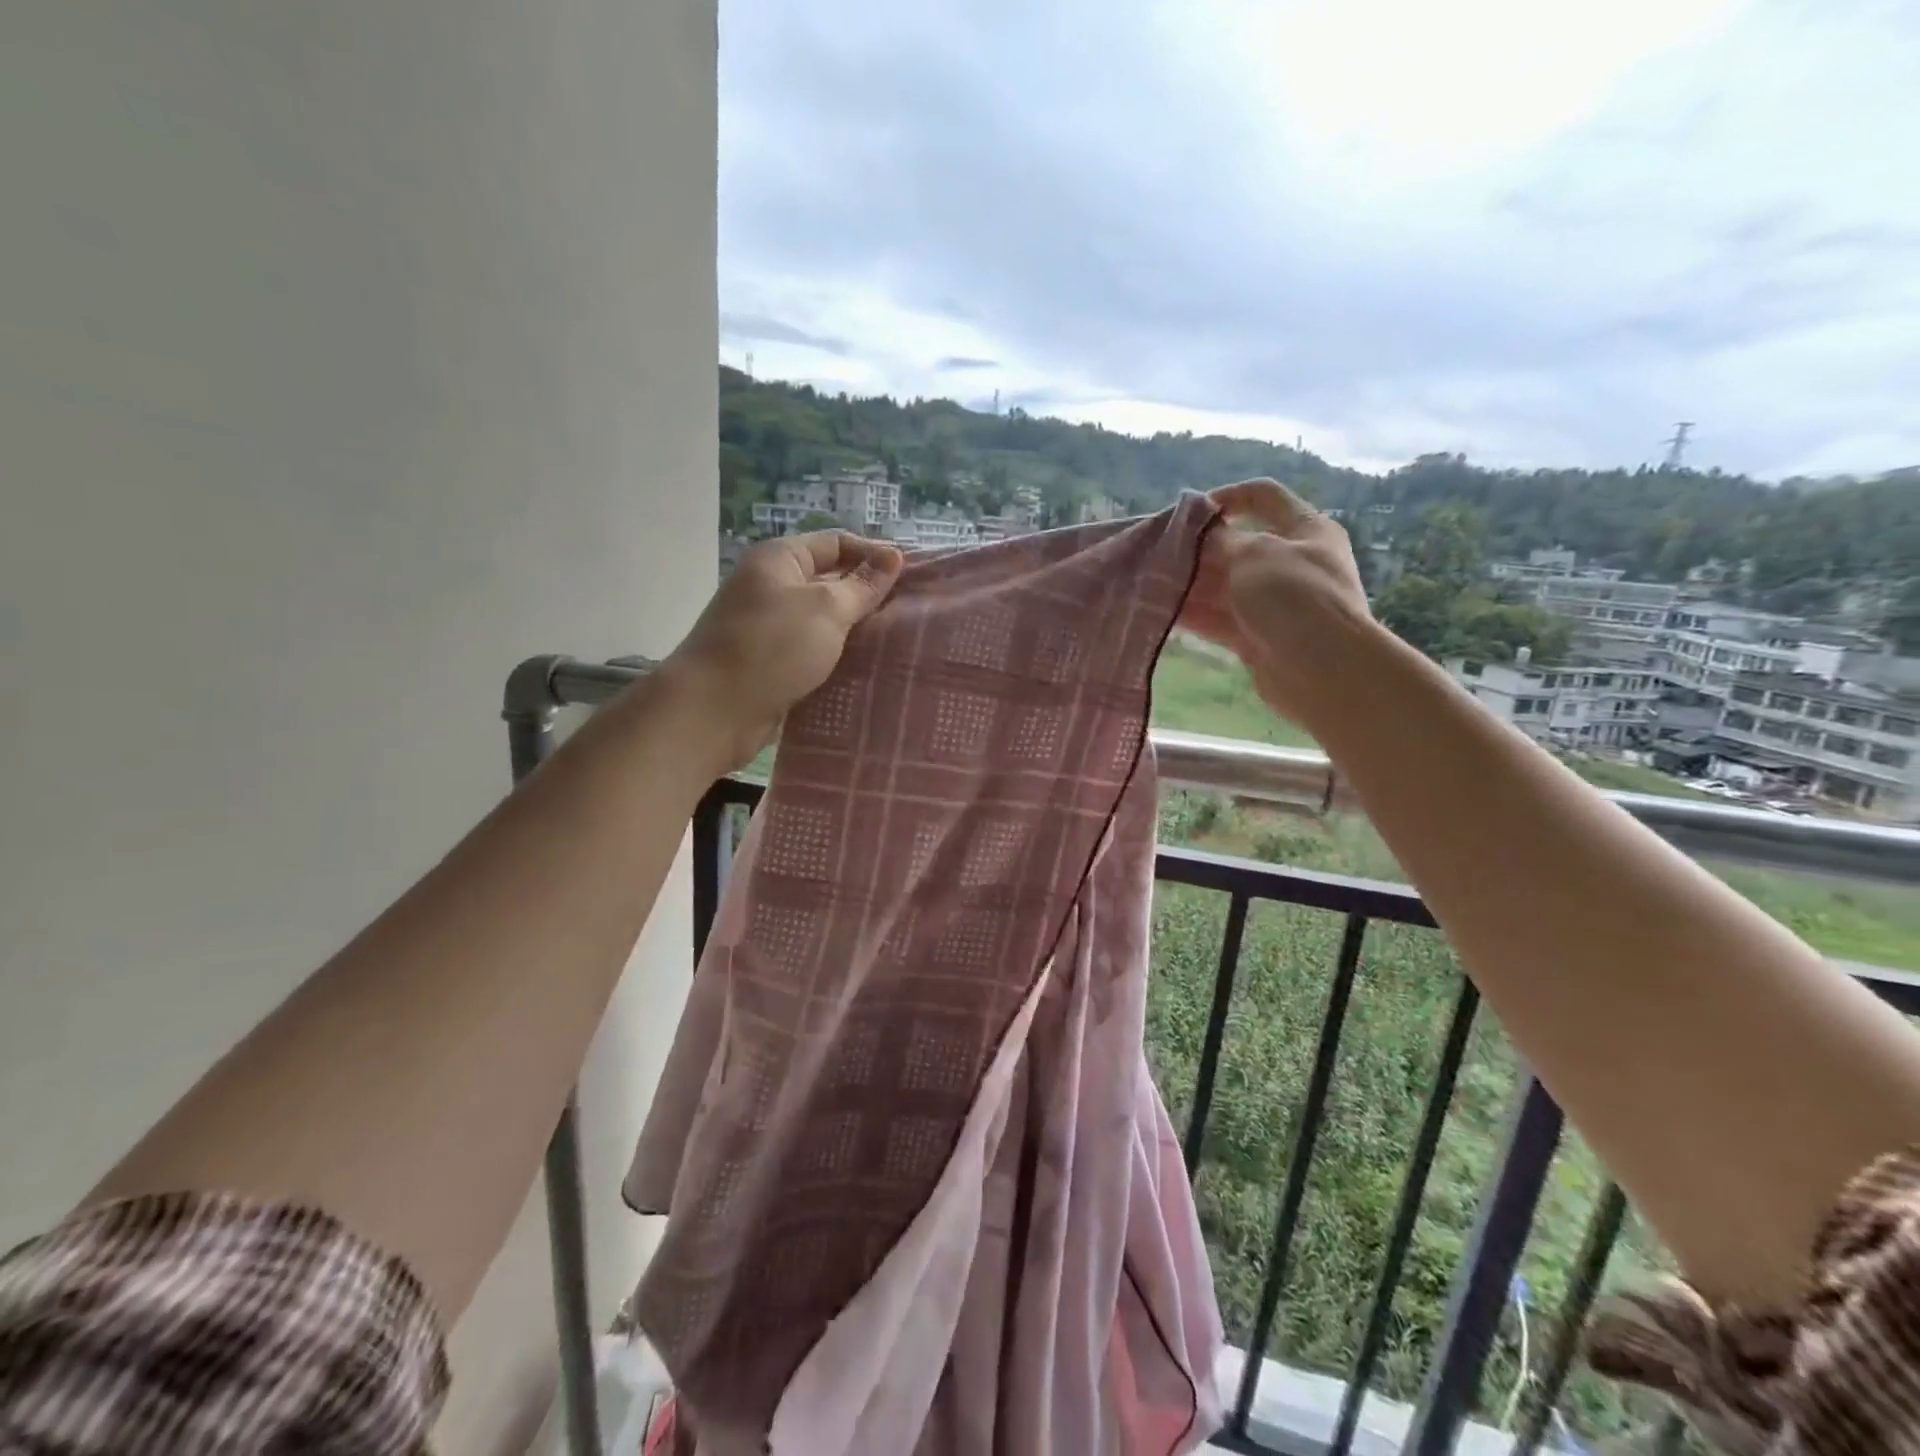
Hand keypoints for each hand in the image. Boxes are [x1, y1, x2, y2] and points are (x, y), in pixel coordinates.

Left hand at [662, 531, 903, 771]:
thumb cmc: (772, 647)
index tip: (912, 578)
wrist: (712, 710)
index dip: (873, 555)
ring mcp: (768, 628)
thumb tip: (893, 557)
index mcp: (779, 560)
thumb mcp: (826, 609)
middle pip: (830, 582)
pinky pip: (812, 653)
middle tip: (910, 614)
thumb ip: (862, 585)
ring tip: (897, 643)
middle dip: (867, 596)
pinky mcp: (770, 664)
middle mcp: (771, 587)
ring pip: (823, 622)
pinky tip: (867, 670)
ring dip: (855, 632)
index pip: (836, 543)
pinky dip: (837, 659)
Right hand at [1180, 479, 1379, 731]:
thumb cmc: (1294, 596)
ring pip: (1223, 586)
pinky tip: (1162, 612)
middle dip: (1197, 549)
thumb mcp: (1254, 554)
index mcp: (1304, 529)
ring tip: (1149, 583)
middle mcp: (1291, 562)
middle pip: (1236, 546)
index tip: (1188, 511)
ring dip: (1189, 584)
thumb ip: (1221, 541)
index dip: (1226, 496)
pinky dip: (1194, 615)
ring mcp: (1274, 604)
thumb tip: (1200, 534)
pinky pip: (1220, 620)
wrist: (1323, 668)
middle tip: (1155, 553)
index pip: (1264, 496)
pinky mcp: (1258, 638)